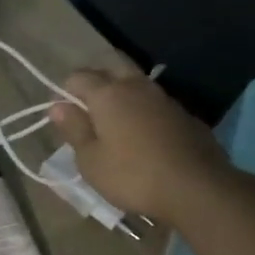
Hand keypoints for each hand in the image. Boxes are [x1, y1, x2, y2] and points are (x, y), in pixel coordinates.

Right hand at [49, 68, 231, 224]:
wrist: (197, 187)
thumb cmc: (132, 175)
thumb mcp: (91, 160)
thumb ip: (74, 129)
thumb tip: (57, 106)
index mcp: (108, 94)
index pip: (78, 77)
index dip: (65, 93)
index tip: (63, 116)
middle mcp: (136, 86)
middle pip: (112, 67)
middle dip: (96, 81)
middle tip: (88, 110)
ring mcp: (164, 98)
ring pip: (136, 83)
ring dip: (121, 94)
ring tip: (114, 123)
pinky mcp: (184, 114)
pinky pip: (154, 103)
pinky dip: (143, 110)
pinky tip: (143, 136)